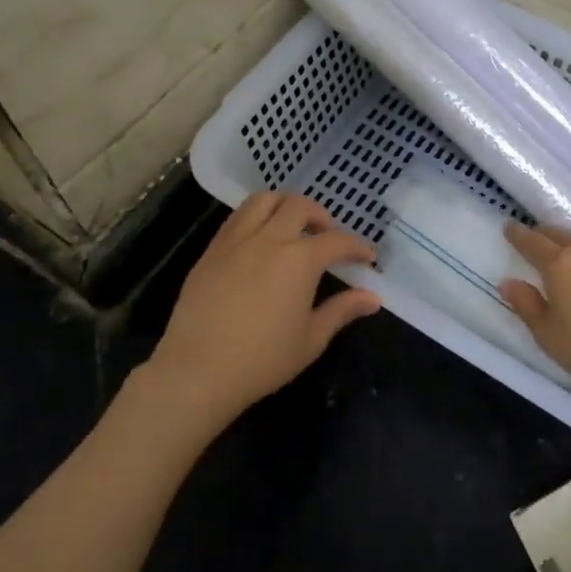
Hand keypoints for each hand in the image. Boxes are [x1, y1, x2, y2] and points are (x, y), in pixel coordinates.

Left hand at [145, 192, 380, 430]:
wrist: (197, 371)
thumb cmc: (261, 360)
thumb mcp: (311, 340)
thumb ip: (342, 311)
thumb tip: (373, 298)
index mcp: (299, 260)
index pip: (337, 241)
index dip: (356, 247)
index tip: (366, 257)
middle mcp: (269, 239)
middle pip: (299, 206)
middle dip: (321, 216)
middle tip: (326, 236)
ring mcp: (236, 241)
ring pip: (264, 200)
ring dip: (285, 205)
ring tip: (292, 226)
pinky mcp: (211, 250)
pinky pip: (237, 217)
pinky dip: (256, 217)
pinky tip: (260, 240)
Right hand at [500, 223, 570, 399]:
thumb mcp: (549, 335)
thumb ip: (527, 306)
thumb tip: (509, 283)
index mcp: (559, 264)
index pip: (532, 242)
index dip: (517, 235)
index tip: (509, 227)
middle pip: (559, 235)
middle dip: (543, 235)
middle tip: (535, 240)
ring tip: (567, 258)